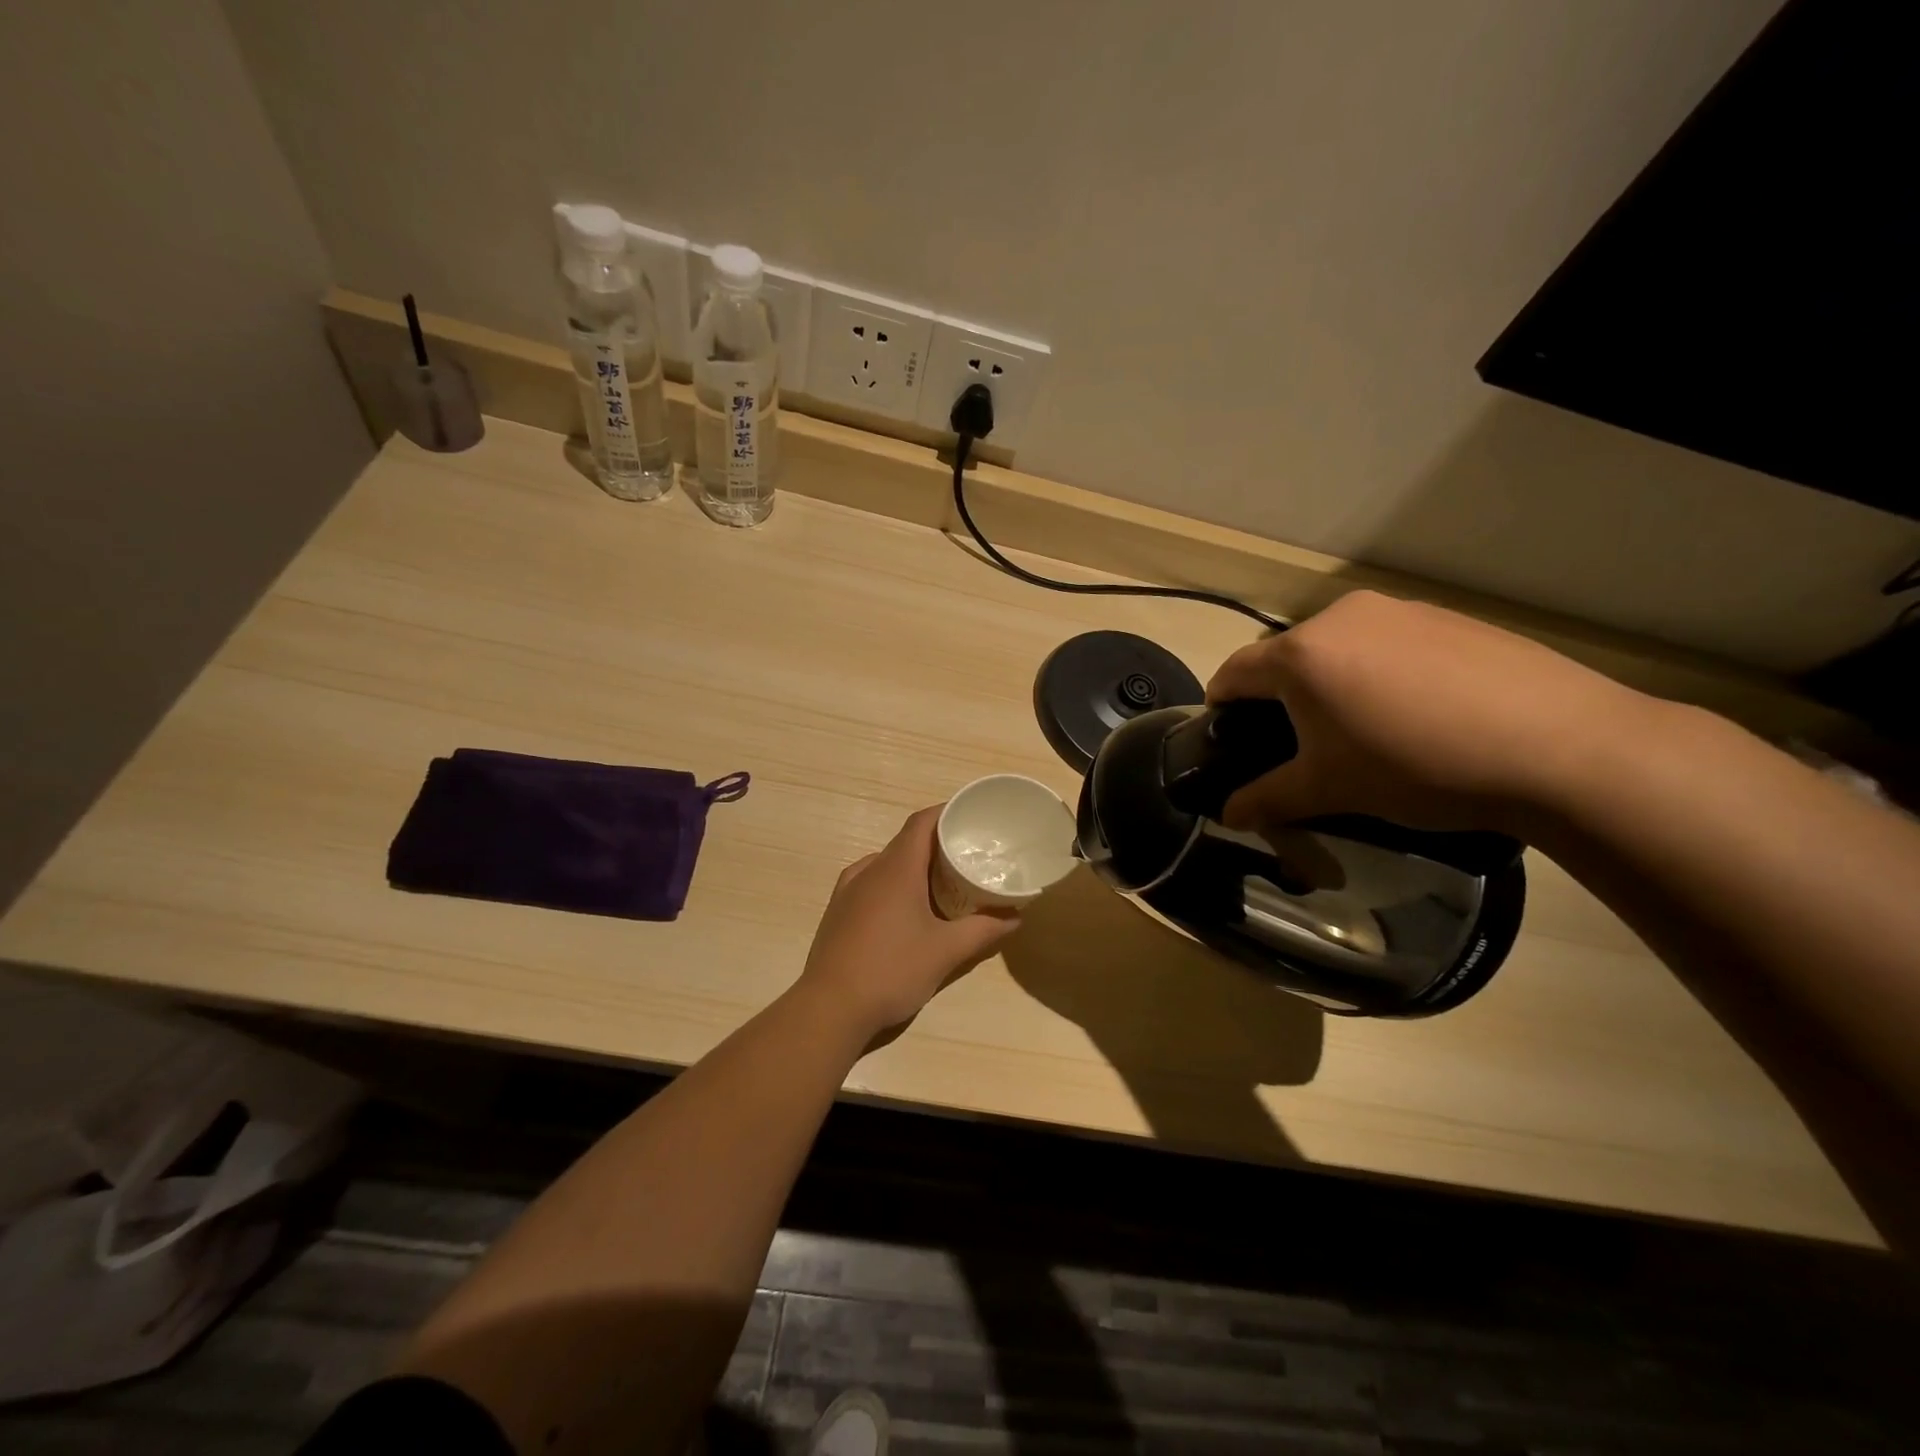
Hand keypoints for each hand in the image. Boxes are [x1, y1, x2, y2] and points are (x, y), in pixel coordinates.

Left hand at [798, 806, 1019, 1037]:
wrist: (829, 1009)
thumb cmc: (892, 970)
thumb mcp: (946, 952)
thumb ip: (984, 930)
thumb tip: (1016, 917)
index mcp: (895, 868)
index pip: (921, 822)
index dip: (947, 813)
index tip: (972, 818)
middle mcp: (868, 870)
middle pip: (906, 842)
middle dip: (937, 844)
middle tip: (968, 857)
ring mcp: (847, 891)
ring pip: (887, 864)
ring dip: (915, 867)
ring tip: (942, 884)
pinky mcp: (837, 912)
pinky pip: (871, 884)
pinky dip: (894, 885)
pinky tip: (907, 911)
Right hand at [1206, 590, 1644, 839]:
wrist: (1558, 746)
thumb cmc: (1415, 766)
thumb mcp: (1329, 790)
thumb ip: (1267, 800)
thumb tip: (1228, 816)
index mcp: (1301, 655)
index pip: (1235, 672)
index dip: (1221, 704)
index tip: (1224, 732)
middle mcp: (1342, 617)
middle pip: (1288, 657)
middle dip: (1281, 696)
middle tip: (1300, 742)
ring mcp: (1400, 610)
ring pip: (1340, 647)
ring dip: (1332, 681)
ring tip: (1363, 728)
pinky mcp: (1448, 617)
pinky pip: (1389, 642)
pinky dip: (1381, 672)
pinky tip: (1417, 711)